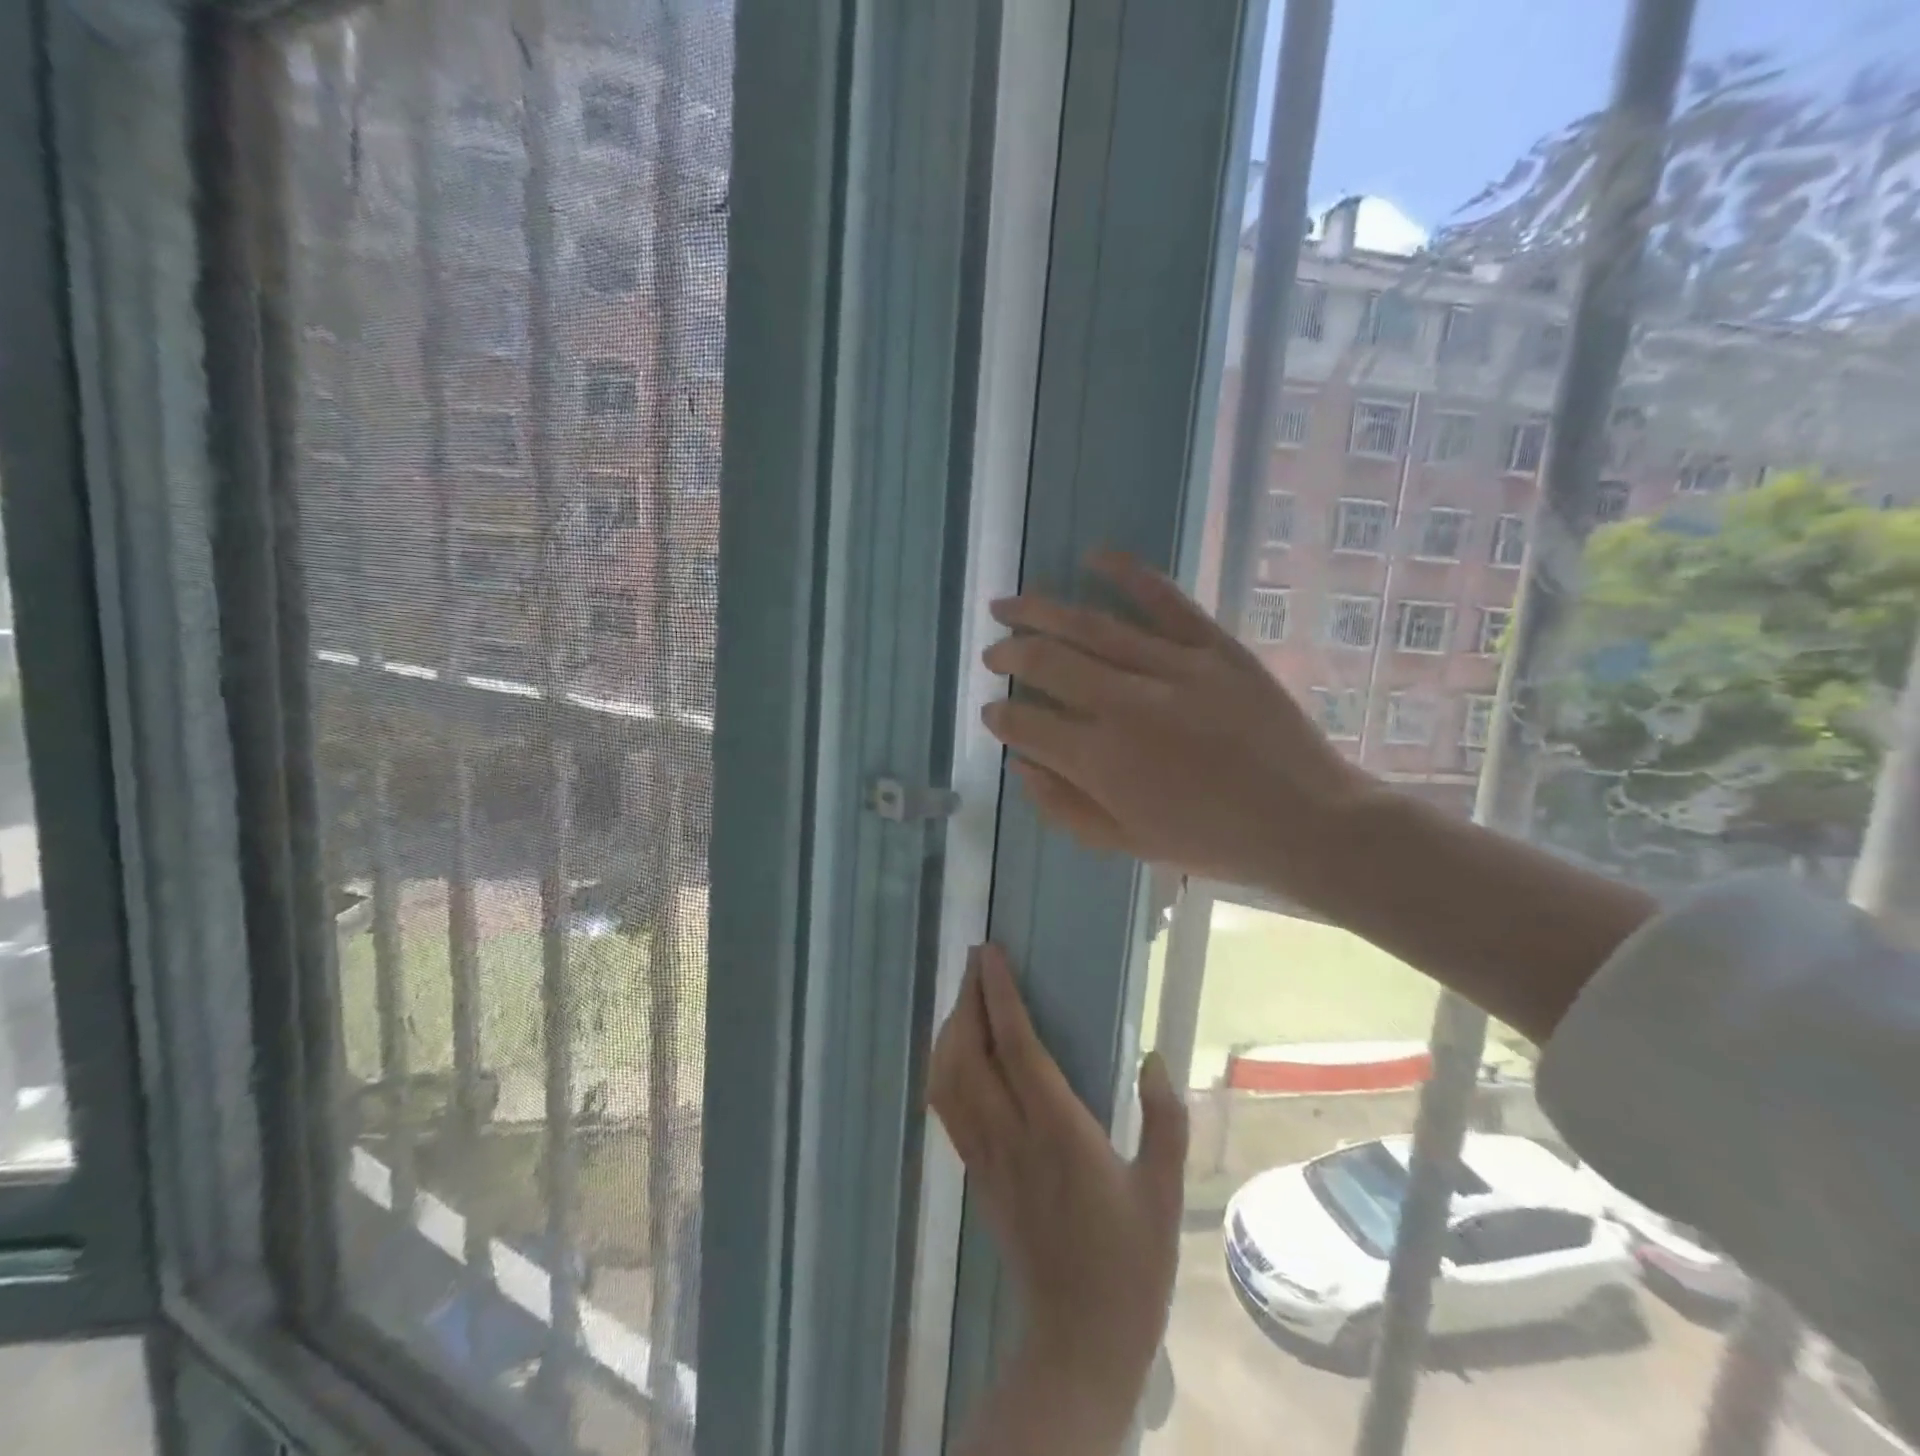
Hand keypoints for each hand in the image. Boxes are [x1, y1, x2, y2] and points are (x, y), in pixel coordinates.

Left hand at [930, 946, 1186, 1453]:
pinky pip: (946, 1107)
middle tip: (977, 962)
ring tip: (966, 996)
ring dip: (949, 1029)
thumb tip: (1154, 1058)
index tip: (990, 954)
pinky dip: (943, 1066)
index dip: (998, 995)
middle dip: (967, 999)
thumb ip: (1165, 1121)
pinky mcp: (975, 1174)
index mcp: (1058, 1131)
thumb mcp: (1164, 1192)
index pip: (1016, 1046)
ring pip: (947, 1078)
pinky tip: (956, 1050)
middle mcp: (1011, 1135)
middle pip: (968, 1052)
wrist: (1079, 1340)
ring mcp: (985, 1156)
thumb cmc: (1131, 1264)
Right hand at [980, 550, 1375, 896]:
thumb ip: (1064, 807)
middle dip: (1009, 654)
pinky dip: (1128, 574)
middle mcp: (1125, 704)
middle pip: (1047, 662)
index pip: (1027, 724)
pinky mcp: (1214, 647)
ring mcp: (1172, 668)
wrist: (1306, 821)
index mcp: (1101, 760)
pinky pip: (1165, 601)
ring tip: (1007, 604)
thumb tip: (1021, 765)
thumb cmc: (1212, 841)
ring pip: (1090, 626)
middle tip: (992, 653)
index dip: (1000, 716)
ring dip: (1040, 611)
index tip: (992, 711)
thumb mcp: (1127, 844)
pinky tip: (1093, 556)